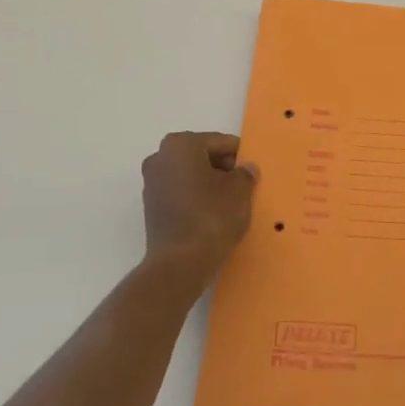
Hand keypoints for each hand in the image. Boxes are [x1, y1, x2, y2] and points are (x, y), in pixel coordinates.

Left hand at [141, 132, 257, 274]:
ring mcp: (152, 182)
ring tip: (231, 201)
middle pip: (201, 155)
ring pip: (190, 174)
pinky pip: (181, 192)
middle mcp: (160, 157)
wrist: (180, 263)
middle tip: (244, 184)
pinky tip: (214, 213)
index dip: (239, 155)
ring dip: (209, 183)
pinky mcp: (152, 207)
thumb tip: (246, 169)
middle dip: (222, 167)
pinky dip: (197, 197)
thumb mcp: (240, 191)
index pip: (219, 142)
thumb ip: (245, 174)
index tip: (253, 169)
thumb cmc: (212, 216)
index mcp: (181, 145)